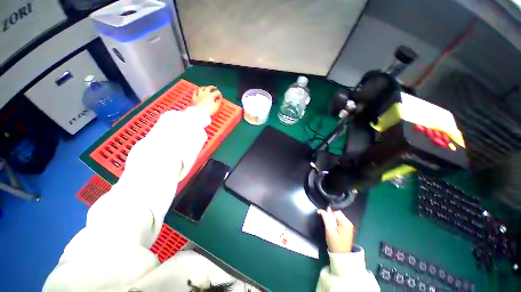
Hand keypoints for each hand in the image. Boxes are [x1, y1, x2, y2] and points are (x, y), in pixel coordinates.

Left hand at [192, 85, 222, 115]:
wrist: (199, 114)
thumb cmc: (209, 111)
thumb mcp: (216, 107)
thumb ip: (219, 102)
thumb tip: (220, 99)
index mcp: (211, 95)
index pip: (217, 92)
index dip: (219, 94)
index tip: (220, 97)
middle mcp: (205, 93)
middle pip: (209, 88)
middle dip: (212, 87)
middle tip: (214, 88)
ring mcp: (199, 95)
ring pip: (201, 89)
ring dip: (204, 87)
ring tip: (206, 88)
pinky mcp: (194, 98)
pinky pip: (195, 92)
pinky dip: (197, 91)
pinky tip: (198, 91)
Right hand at [317, 207, 354, 252]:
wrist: (342, 256)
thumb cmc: (335, 244)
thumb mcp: (329, 230)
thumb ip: (326, 219)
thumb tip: (321, 210)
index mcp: (345, 222)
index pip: (335, 211)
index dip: (328, 213)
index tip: (322, 216)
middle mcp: (349, 222)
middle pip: (337, 213)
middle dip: (330, 216)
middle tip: (325, 222)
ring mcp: (348, 226)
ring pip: (337, 217)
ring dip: (332, 219)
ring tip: (328, 225)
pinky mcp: (347, 229)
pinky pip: (339, 221)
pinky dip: (334, 222)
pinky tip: (332, 227)